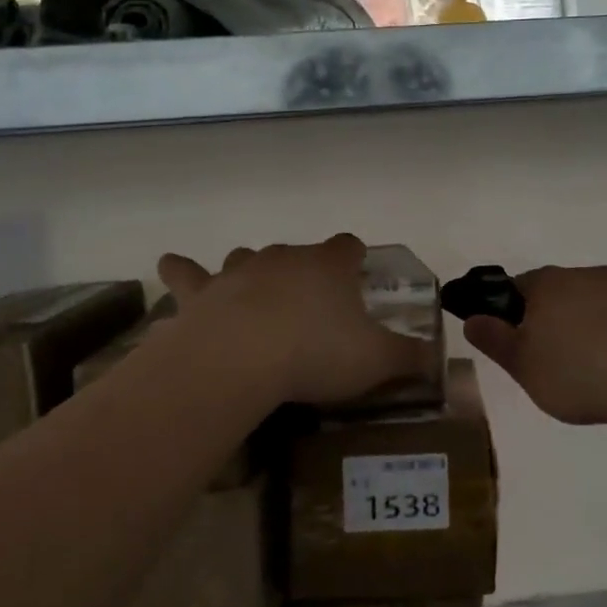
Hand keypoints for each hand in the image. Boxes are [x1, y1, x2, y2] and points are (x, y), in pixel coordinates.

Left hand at [157, 235, 430, 407]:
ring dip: (252, 271)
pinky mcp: (204, 292)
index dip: (355, 259)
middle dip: (305, 272)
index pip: (349, 246)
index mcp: (329, 266)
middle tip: (310, 307)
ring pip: (247, 257)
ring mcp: (240, 270)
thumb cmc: (316, 353)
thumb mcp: (376, 361)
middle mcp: (285, 257)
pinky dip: (182, 270)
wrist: (242, 358)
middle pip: (298, 252)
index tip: (358, 275)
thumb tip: (436, 359)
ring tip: (256, 295)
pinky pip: (189, 273)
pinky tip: (171, 264)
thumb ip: (410, 358)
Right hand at [463, 265, 606, 424]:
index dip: (511, 313)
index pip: (516, 288)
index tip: (517, 344)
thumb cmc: (578, 370)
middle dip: (553, 320)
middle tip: (555, 362)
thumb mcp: (523, 365)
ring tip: (596, 370)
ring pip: (595, 303)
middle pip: (558, 293)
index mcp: (545, 284)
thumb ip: (495, 341)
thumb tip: (471, 318)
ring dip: (590, 327)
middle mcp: (583, 275)